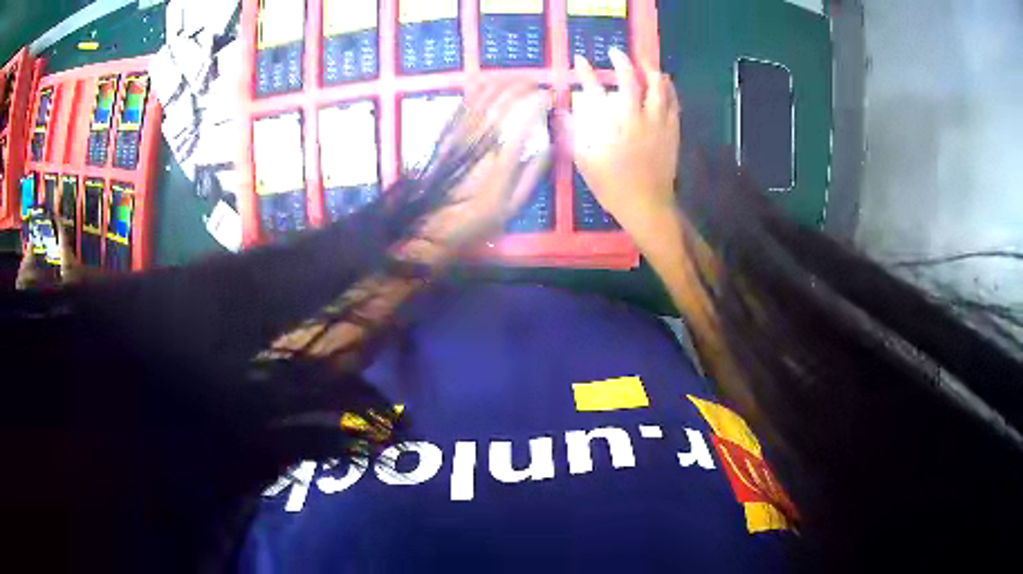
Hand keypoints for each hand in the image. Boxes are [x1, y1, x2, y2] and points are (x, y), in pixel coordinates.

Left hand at [400, 82, 551, 264]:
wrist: (430, 222)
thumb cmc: (476, 218)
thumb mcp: (512, 205)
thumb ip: (533, 173)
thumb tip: (549, 143)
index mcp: (500, 161)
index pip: (524, 119)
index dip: (540, 102)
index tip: (551, 98)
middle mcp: (481, 140)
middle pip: (504, 100)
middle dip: (525, 87)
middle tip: (538, 86)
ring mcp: (461, 132)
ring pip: (484, 95)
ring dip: (505, 83)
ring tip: (520, 81)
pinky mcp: (447, 130)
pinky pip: (465, 101)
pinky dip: (481, 87)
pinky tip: (493, 83)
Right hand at [566, 48, 680, 245]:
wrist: (647, 205)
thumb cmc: (612, 187)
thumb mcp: (586, 163)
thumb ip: (575, 135)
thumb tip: (566, 114)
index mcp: (611, 127)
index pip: (595, 90)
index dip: (586, 72)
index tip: (580, 59)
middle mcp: (636, 119)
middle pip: (630, 81)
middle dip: (622, 62)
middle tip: (615, 53)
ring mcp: (657, 124)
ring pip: (658, 88)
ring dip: (649, 70)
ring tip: (644, 63)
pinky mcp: (672, 131)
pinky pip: (673, 103)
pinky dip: (669, 89)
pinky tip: (665, 83)